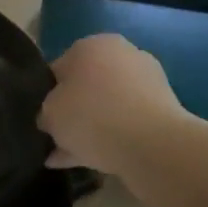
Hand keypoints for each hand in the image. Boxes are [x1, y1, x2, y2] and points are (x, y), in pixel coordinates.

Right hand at [38, 34, 184, 177]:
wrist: (152, 145)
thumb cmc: (91, 117)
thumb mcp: (49, 114)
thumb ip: (45, 113)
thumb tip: (50, 119)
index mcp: (90, 45)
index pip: (58, 68)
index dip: (47, 95)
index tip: (44, 119)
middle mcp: (121, 54)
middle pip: (86, 87)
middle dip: (72, 112)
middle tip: (58, 138)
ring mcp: (146, 81)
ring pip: (106, 106)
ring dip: (90, 128)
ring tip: (70, 157)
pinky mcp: (163, 108)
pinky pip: (126, 122)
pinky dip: (110, 138)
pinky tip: (91, 161)